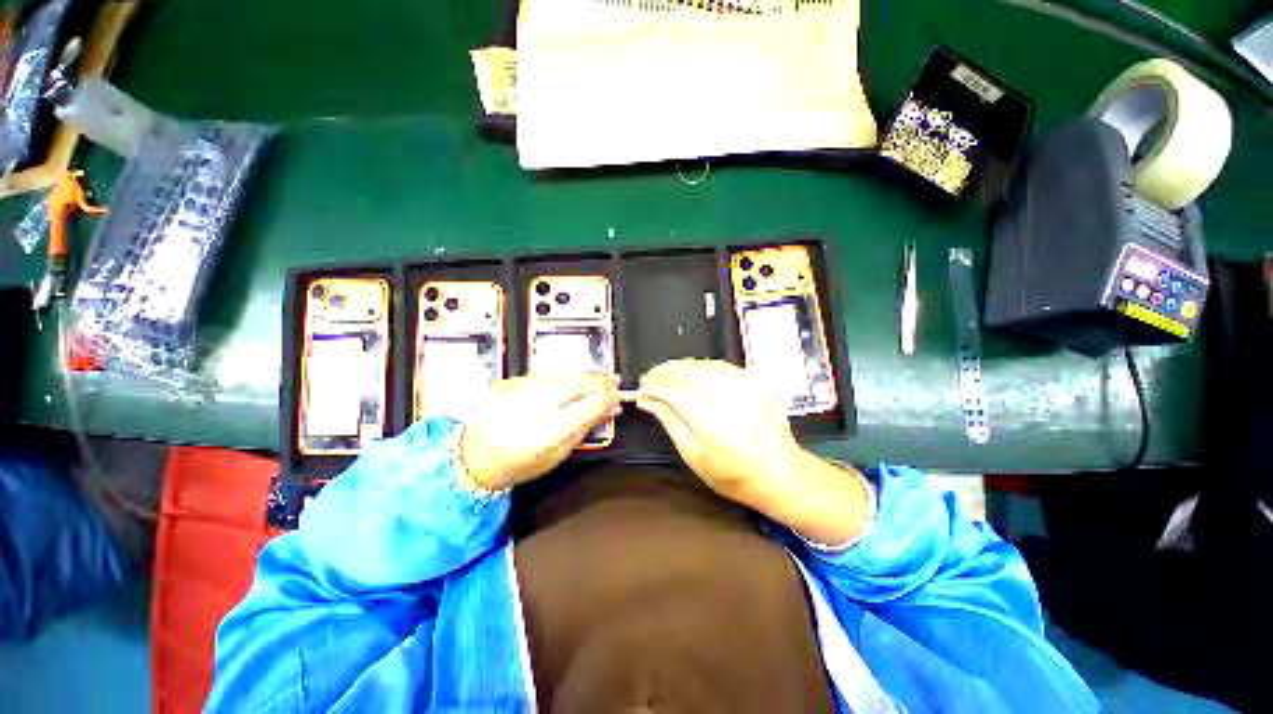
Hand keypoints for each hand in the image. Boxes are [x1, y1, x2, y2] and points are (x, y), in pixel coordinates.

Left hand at [460, 374, 619, 490]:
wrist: (471, 456)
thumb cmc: (517, 463)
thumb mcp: (556, 456)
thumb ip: (582, 430)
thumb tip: (606, 410)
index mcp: (545, 433)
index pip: (585, 407)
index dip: (606, 399)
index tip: (617, 397)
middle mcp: (530, 407)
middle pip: (574, 385)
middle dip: (599, 381)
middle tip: (614, 381)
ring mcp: (517, 391)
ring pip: (561, 376)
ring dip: (583, 377)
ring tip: (598, 380)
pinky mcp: (509, 382)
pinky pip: (545, 375)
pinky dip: (563, 378)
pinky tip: (570, 383)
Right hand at [636, 359, 871, 545]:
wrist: (781, 473)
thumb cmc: (733, 474)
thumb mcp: (693, 454)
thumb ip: (669, 421)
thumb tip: (646, 400)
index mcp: (714, 421)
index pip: (675, 392)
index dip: (654, 387)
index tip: (640, 390)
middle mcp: (732, 396)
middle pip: (688, 374)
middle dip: (663, 373)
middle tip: (647, 378)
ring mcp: (748, 385)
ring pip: (703, 365)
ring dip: (680, 367)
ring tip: (663, 373)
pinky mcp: (756, 380)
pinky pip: (721, 366)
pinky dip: (700, 367)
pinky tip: (688, 372)